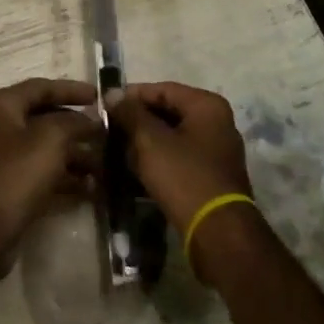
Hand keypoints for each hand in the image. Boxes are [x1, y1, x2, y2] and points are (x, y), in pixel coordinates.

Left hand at [0, 79, 100, 278]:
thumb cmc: (15, 174)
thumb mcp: (49, 139)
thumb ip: (74, 122)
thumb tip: (91, 119)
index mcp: (4, 106)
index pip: (42, 87)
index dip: (71, 89)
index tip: (99, 96)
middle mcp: (3, 127)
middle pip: (47, 118)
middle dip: (79, 126)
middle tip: (109, 133)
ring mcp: (8, 158)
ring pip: (49, 149)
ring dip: (78, 155)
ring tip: (108, 165)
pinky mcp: (14, 187)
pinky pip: (46, 174)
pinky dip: (68, 178)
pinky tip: (94, 188)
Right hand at [108, 82, 253, 266]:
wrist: (218, 233)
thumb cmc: (184, 177)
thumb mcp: (150, 140)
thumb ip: (130, 113)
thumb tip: (112, 93)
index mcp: (206, 105)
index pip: (161, 89)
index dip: (131, 96)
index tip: (105, 108)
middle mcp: (217, 122)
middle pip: (167, 112)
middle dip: (137, 121)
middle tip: (109, 131)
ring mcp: (217, 151)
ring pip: (171, 137)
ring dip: (144, 143)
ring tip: (116, 152)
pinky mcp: (211, 176)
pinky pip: (178, 158)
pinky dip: (157, 160)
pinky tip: (134, 171)